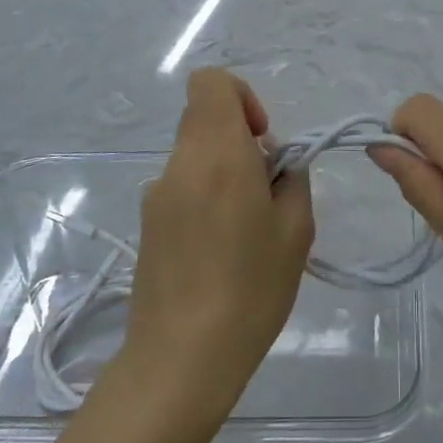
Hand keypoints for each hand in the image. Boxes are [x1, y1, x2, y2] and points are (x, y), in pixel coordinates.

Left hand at [121, 69, 313, 418]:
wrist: (181, 360)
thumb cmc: (250, 289)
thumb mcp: (296, 230)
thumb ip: (292, 179)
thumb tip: (275, 164)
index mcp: (216, 154)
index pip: (210, 82)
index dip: (241, 96)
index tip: (262, 139)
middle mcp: (179, 164)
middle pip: (205, 119)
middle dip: (240, 140)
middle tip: (265, 190)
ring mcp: (156, 194)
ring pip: (195, 155)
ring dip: (224, 172)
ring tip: (246, 230)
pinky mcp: (146, 224)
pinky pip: (183, 187)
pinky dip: (205, 197)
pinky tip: (220, 250)